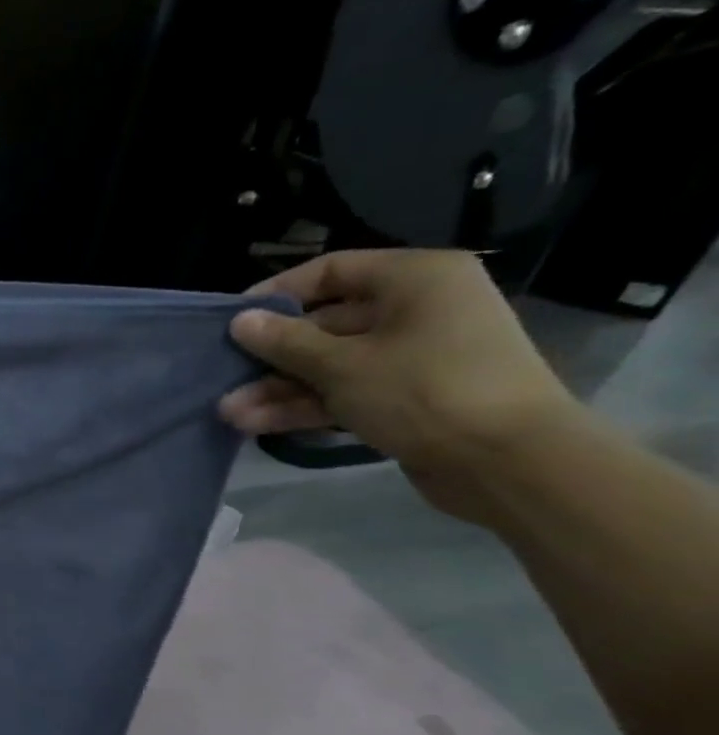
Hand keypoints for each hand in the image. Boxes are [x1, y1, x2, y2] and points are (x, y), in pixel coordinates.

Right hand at [218, 249, 580, 518]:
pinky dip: (306, 405)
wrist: (509, 463)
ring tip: (231, 413)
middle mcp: (417, 309)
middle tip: (224, 377)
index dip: (277, 294)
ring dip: (280, 389)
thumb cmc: (425, 391)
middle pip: (325, 324)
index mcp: (414, 280)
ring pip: (330, 365)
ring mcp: (413, 356)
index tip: (233, 320)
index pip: (331, 271)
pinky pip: (346, 392)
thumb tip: (241, 321)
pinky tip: (258, 424)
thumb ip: (285, 342)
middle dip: (272, 357)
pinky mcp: (408, 397)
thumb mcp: (342, 365)